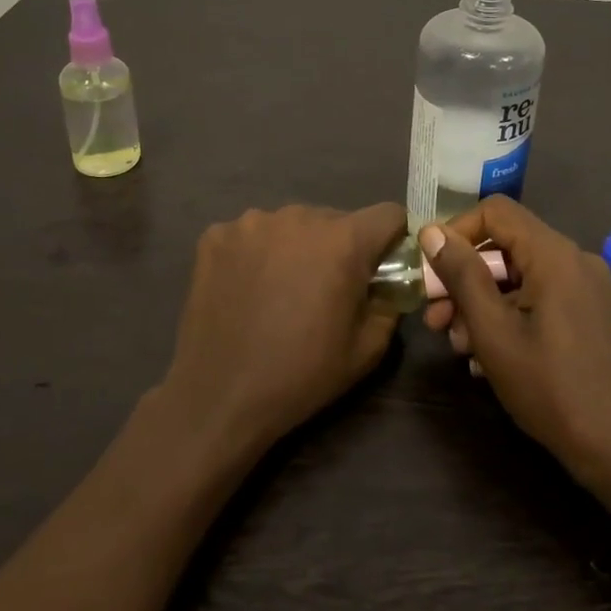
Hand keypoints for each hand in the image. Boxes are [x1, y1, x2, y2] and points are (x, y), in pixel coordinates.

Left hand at [161, 203, 406, 460]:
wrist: (219, 396)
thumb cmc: (301, 374)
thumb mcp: (368, 349)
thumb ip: (391, 302)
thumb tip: (389, 281)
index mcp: (343, 241)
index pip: (388, 214)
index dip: (394, 237)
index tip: (385, 263)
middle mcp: (299, 216)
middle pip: (336, 219)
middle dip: (340, 246)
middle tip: (326, 288)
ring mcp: (252, 222)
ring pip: (292, 225)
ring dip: (297, 247)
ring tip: (281, 290)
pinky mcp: (216, 235)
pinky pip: (252, 234)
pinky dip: (257, 253)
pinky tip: (247, 288)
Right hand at [421, 198, 610, 490]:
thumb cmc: (551, 388)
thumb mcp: (494, 332)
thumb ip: (462, 276)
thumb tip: (432, 232)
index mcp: (554, 254)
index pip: (495, 211)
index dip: (456, 232)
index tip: (431, 271)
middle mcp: (575, 260)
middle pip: (507, 246)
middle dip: (464, 278)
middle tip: (435, 319)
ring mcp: (587, 288)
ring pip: (520, 276)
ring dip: (483, 303)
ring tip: (460, 346)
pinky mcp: (591, 314)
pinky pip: (540, 298)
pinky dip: (510, 315)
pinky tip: (489, 357)